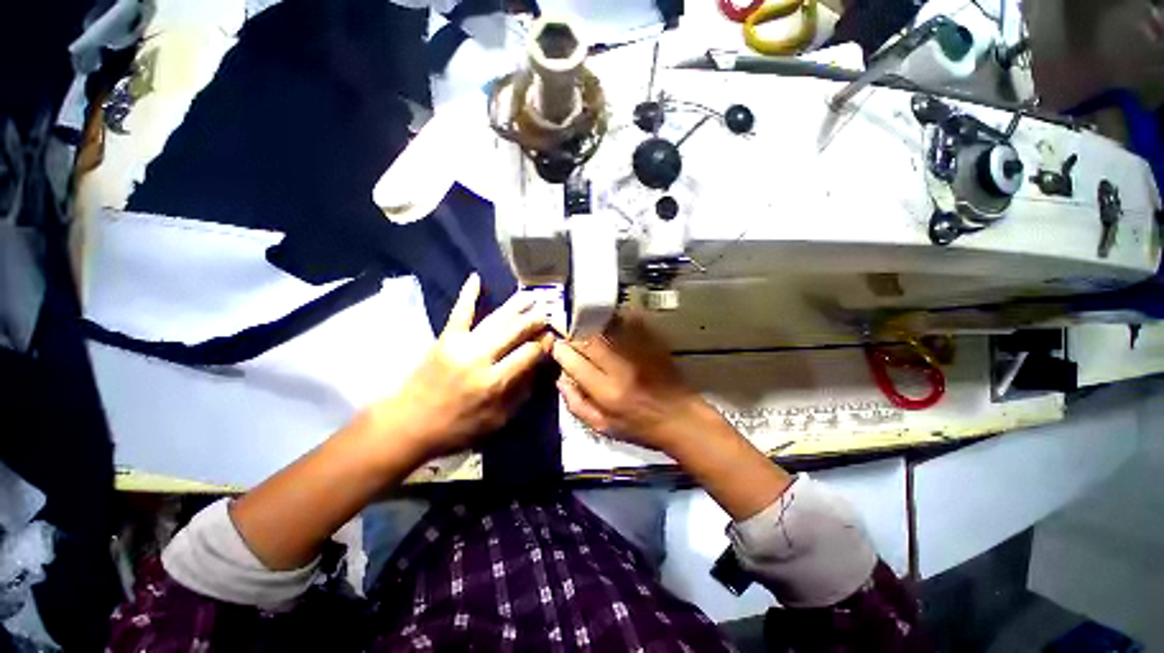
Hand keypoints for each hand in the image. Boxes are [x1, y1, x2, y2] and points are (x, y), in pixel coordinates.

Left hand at [370, 274, 550, 461]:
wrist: (408, 424)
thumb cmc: (457, 428)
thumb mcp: (497, 420)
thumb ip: (521, 393)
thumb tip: (539, 367)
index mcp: (496, 382)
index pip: (529, 354)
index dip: (544, 344)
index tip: (552, 339)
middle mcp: (481, 358)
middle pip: (515, 331)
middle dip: (535, 321)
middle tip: (547, 314)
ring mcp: (461, 345)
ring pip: (496, 319)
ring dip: (516, 306)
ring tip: (531, 296)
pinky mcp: (445, 338)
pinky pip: (459, 312)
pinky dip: (468, 295)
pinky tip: (476, 278)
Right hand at [552, 311, 702, 451]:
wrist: (683, 419)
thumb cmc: (641, 428)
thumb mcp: (604, 427)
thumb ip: (577, 405)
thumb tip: (561, 380)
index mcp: (607, 392)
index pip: (575, 362)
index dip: (562, 351)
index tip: (558, 347)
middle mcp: (622, 368)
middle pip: (589, 340)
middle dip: (575, 335)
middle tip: (572, 337)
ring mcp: (640, 353)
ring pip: (607, 328)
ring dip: (593, 326)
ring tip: (588, 331)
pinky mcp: (653, 344)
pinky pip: (628, 323)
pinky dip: (615, 322)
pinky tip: (611, 327)